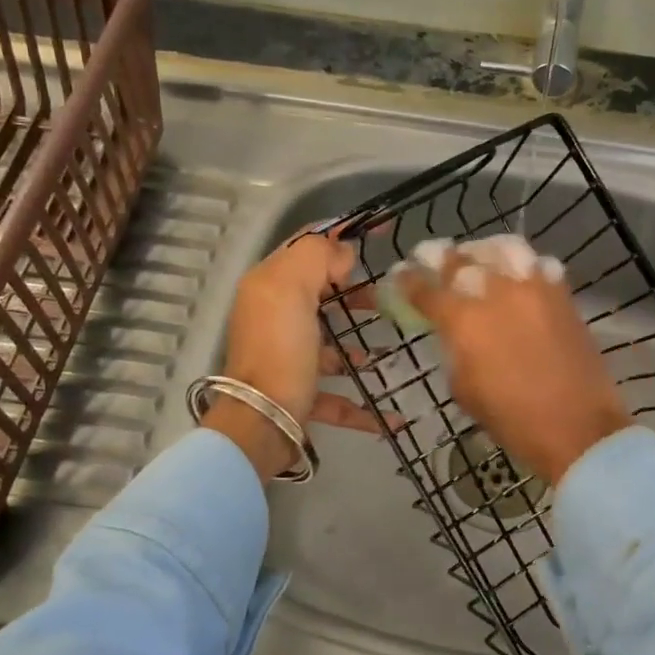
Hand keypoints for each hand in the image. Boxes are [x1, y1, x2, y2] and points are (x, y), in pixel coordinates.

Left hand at [207, 230, 383, 479]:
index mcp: (269, 285)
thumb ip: (317, 257)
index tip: (383, 232)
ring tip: (392, 347)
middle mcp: (275, 317)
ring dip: (360, 344)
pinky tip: (392, 415)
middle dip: (355, 290)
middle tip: (391, 295)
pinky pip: (337, 395)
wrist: (261, 422)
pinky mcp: (300, 394)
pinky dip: (362, 405)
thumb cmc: (280, 349)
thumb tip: (342, 253)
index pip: (305, 244)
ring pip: (329, 342)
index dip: (341, 232)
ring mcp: (288, 357)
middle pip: (319, 292)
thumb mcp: (291, 288)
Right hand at [402, 247, 630, 485]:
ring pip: (501, 250)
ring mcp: (533, 288)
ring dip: (482, 252)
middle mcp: (496, 292)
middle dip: (440, 258)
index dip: (408, 280)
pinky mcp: (562, 294)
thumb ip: (453, 350)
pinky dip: (523, 264)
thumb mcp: (464, 389)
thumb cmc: (513, 420)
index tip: (401, 275)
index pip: (426, 289)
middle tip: (432, 257)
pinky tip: (518, 274)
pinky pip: (539, 264)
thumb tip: (453, 332)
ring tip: (476, 257)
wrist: (578, 428)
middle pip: (460, 261)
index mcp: (464, 321)